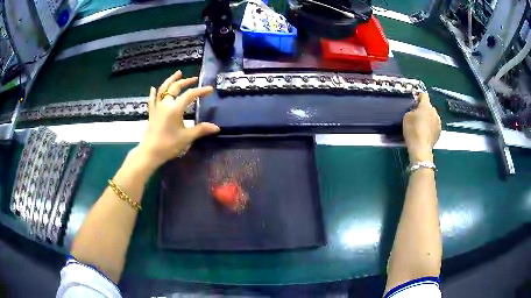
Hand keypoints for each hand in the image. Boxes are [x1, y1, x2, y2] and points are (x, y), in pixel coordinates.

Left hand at [134, 70, 219, 167]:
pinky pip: (152, 100)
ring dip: (171, 80)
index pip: (190, 95)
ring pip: (163, 89)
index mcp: (175, 108)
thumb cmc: (168, 145)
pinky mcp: (151, 113)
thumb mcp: (186, 137)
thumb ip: (201, 130)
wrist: (149, 152)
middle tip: (194, 78)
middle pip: (175, 87)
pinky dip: (154, 93)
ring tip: (177, 73)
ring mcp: (157, 107)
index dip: (201, 91)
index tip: (210, 89)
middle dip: (186, 81)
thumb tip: (216, 127)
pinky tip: (153, 88)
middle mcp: (165, 104)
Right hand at [403, 93, 440, 162]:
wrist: (420, 148)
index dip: (419, 97)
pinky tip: (426, 132)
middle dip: (424, 109)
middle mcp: (434, 111)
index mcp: (426, 105)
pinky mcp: (440, 131)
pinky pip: (435, 125)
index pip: (424, 95)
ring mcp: (438, 122)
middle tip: (417, 116)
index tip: (415, 101)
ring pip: (433, 116)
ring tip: (422, 125)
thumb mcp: (406, 117)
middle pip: (429, 106)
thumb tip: (416, 110)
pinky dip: (431, 127)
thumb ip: (412, 110)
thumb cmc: (412, 130)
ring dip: (428, 118)